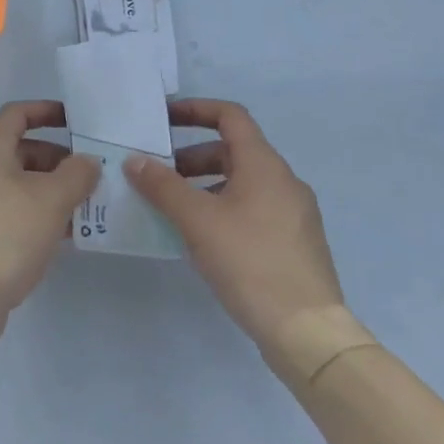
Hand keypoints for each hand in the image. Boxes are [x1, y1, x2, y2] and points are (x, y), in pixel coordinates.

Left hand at [0, 101, 98, 329]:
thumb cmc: (8, 235)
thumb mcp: (51, 199)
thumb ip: (76, 174)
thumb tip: (88, 161)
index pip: (16, 115)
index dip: (46, 111)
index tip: (77, 121)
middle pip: (23, 151)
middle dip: (60, 159)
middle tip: (94, 174)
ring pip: (24, 186)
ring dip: (56, 191)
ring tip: (91, 205)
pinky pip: (20, 214)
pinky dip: (45, 216)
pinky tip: (71, 234)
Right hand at [124, 99, 346, 357]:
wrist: (308, 333)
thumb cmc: (250, 262)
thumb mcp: (197, 220)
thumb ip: (163, 186)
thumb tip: (135, 160)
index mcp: (264, 164)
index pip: (230, 116)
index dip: (196, 110)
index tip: (164, 119)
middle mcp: (284, 180)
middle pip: (233, 151)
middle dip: (192, 157)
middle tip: (160, 176)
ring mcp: (294, 213)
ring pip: (243, 182)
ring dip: (206, 185)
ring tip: (175, 210)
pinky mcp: (296, 243)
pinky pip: (254, 209)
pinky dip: (224, 208)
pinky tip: (204, 239)